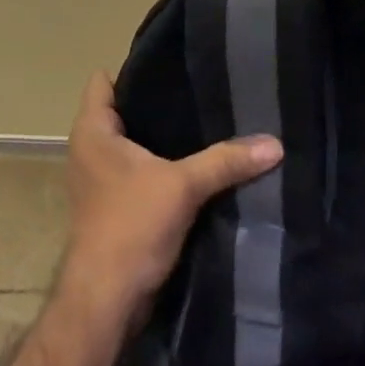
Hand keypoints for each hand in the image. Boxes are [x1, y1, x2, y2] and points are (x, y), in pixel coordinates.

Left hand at [59, 71, 282, 323]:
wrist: (106, 301)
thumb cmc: (130, 226)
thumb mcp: (182, 186)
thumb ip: (226, 161)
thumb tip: (275, 144)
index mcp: (92, 131)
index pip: (105, 81)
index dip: (136, 69)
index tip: (174, 63)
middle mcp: (89, 149)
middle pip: (124, 110)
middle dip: (159, 103)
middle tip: (201, 90)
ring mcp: (99, 179)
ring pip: (133, 144)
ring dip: (162, 140)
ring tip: (205, 122)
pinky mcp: (114, 206)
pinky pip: (139, 172)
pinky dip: (162, 167)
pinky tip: (195, 164)